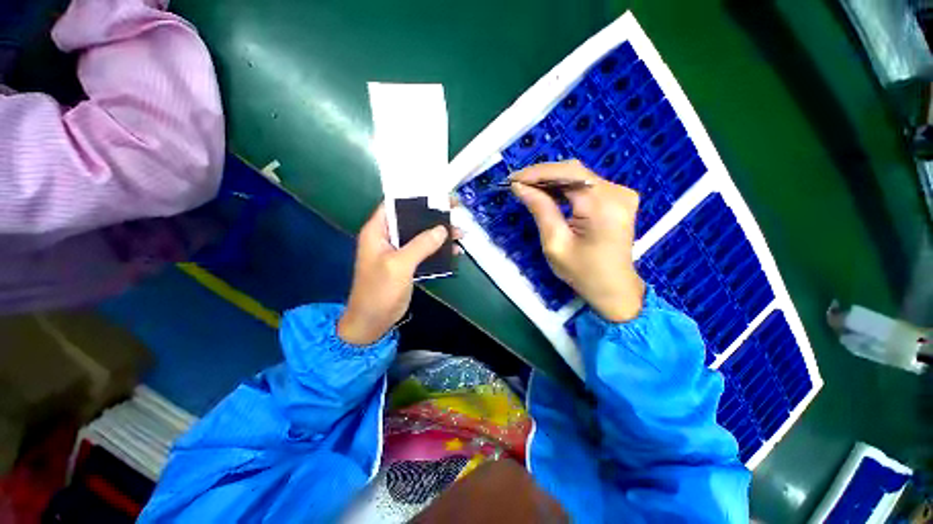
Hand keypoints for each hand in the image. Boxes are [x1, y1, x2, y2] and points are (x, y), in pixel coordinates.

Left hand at [338, 204, 450, 344]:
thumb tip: (442, 229)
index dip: (415, 196)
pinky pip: (425, 252)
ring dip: (440, 235)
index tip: (437, 193)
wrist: (372, 321)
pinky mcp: (407, 265)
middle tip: (456, 209)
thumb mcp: (399, 265)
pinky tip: (454, 252)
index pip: (395, 204)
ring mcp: (398, 252)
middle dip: (434, 216)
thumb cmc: (379, 291)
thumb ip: (420, 245)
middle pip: (412, 219)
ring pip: (421, 236)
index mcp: (377, 231)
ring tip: (461, 234)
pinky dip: (438, 251)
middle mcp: (387, 237)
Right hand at [511, 160, 644, 321]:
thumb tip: (520, 187)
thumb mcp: (555, 243)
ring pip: (579, 176)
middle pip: (574, 171)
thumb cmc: (582, 272)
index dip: (538, 173)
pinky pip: (586, 185)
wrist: (613, 288)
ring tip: (528, 188)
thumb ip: (540, 209)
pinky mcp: (619, 199)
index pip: (567, 174)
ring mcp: (621, 194)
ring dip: (552, 181)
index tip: (513, 179)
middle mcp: (617, 193)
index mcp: (603, 206)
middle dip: (543, 175)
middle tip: (518, 184)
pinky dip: (565, 187)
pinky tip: (549, 194)